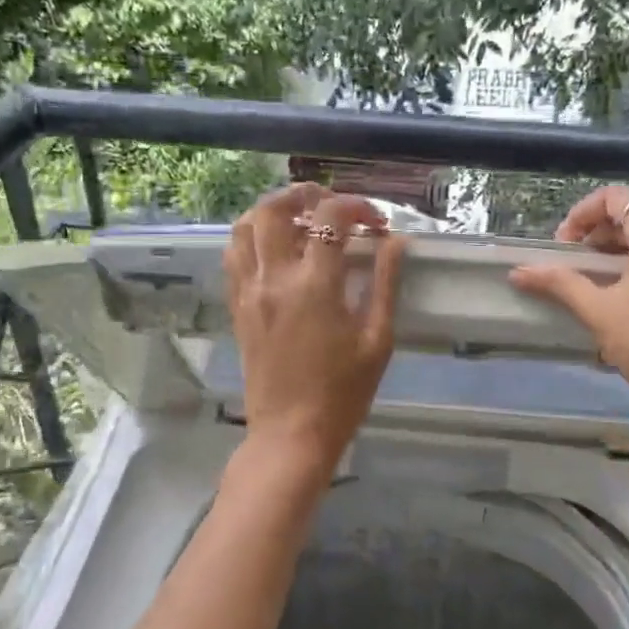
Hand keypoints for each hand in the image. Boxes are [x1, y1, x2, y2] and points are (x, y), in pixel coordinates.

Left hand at [224, 184, 406, 471]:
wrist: (291, 434)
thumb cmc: (343, 393)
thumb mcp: (377, 339)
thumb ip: (385, 283)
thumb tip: (394, 241)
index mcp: (314, 286)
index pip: (331, 217)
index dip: (357, 207)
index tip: (376, 223)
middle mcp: (274, 278)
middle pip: (274, 208)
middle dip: (305, 194)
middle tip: (331, 205)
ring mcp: (249, 291)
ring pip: (244, 226)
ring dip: (272, 211)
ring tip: (299, 219)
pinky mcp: (237, 307)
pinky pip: (234, 256)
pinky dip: (252, 238)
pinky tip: (276, 249)